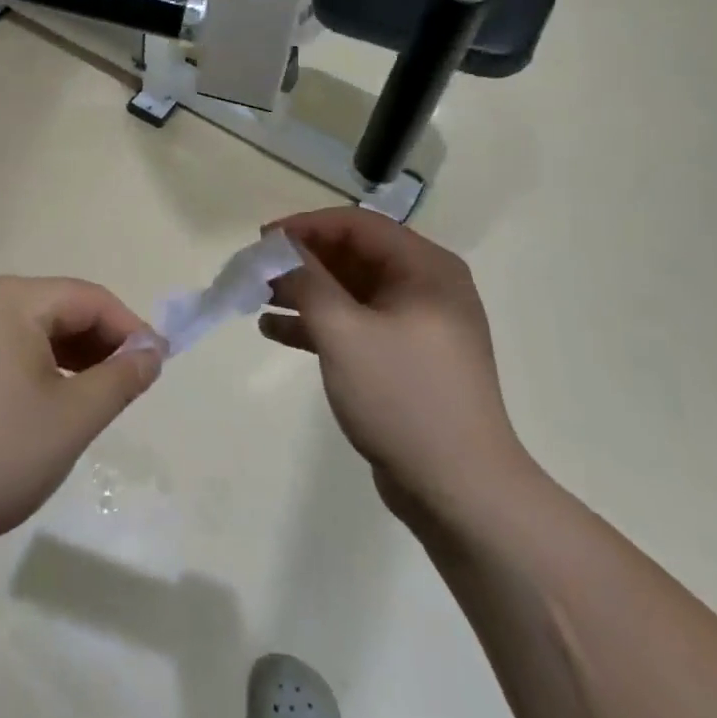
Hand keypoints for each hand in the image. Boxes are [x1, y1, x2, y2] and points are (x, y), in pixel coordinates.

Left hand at [0, 276, 164, 564]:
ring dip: (73, 359)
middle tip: (132, 387)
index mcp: (12, 300)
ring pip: (35, 333)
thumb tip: (152, 351)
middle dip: (101, 344)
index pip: (88, 298)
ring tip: (97, 400)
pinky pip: (9, 352)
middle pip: (60, 310)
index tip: (158, 366)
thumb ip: (121, 378)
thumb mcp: (72, 417)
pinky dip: (41, 371)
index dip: (130, 328)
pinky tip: (52, 408)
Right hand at [262, 208, 532, 525]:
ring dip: (304, 292)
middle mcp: (425, 288)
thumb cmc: (403, 397)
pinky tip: (275, 331)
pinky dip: (318, 325)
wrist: (461, 492)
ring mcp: (416, 325)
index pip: (357, 225)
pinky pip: (355, 325)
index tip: (262, 240)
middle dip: (301, 262)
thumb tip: (280, 249)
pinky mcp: (404, 359)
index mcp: (425, 268)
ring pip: (350, 292)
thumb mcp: (345, 332)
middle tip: (256, 271)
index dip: (306, 226)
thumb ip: (308, 281)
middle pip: (353, 256)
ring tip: (256, 299)